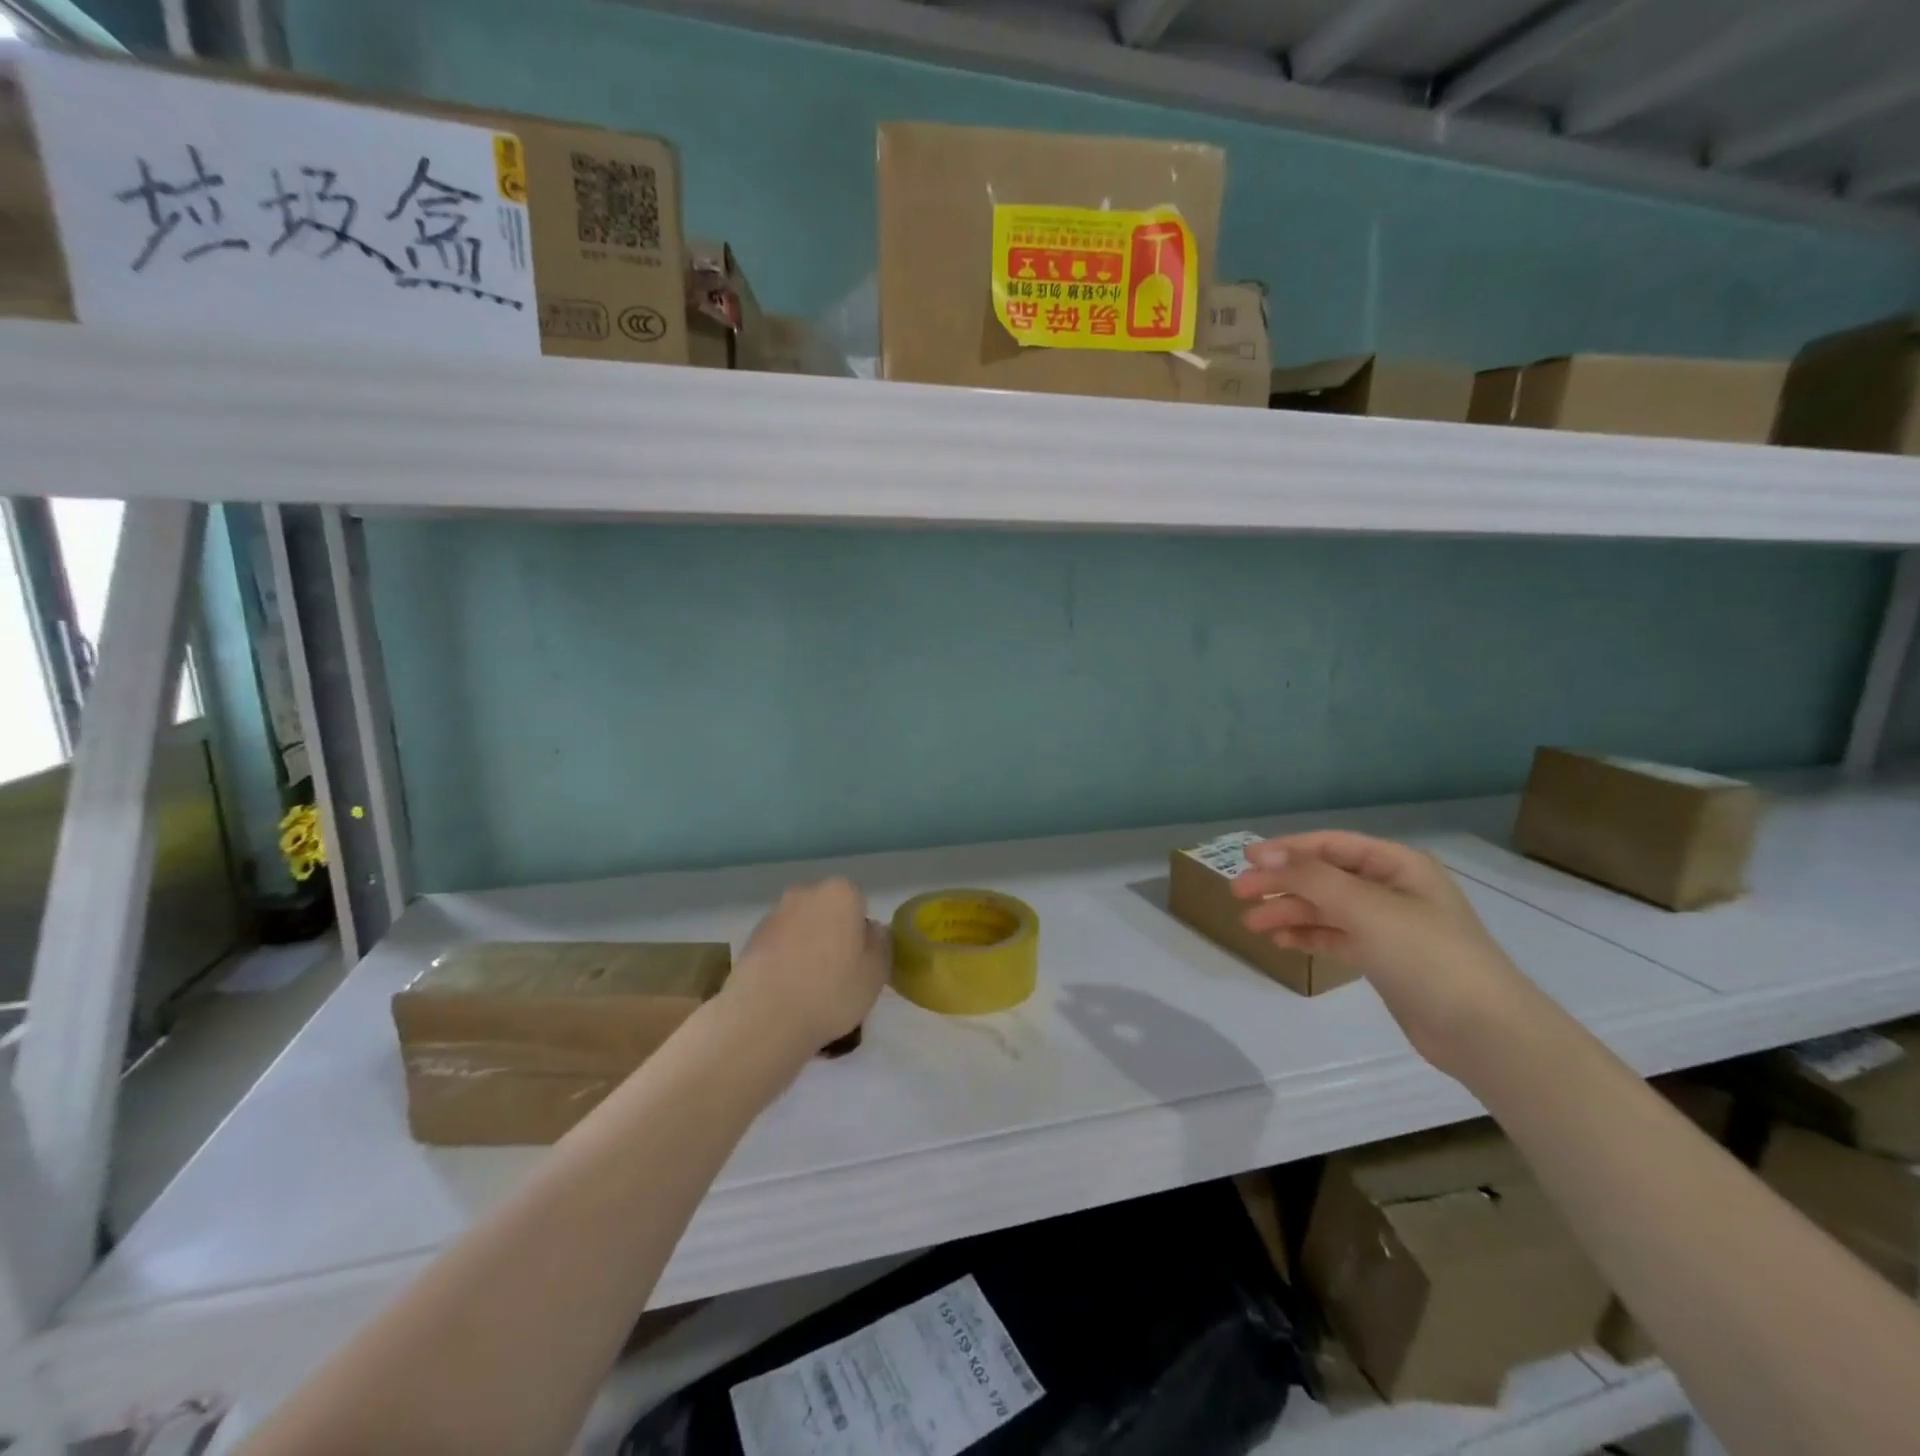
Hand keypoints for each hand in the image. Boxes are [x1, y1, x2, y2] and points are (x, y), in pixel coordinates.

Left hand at [724, 878, 890, 1057]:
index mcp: (840, 893)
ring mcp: (773, 915)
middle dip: (832, 933)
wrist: (764, 1018)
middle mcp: (804, 893)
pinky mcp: (750, 940)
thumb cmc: (831, 991)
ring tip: (808, 988)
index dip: (860, 931)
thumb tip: (870, 930)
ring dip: (806, 946)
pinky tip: (786, 992)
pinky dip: (784, 960)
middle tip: (837, 973)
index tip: (860, 960)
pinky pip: (778, 946)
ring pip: (801, 927)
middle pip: (827, 910)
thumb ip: (881, 942)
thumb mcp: (877, 972)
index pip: (858, 901)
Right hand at [1230, 831, 1535, 1073]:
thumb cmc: (1427, 956)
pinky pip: (1336, 937)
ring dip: (1289, 912)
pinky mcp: (1384, 958)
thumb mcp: (1366, 907)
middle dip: (1282, 883)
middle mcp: (1392, 889)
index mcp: (1398, 865)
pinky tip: (1281, 941)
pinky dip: (1308, 936)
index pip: (1331, 845)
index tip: (1245, 859)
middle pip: (1324, 876)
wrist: (1484, 1033)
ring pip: (1326, 908)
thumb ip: (1311, 877)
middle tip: (1239, 894)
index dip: (1286, 849)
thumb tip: (1263, 854)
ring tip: (1252, 924)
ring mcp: (1389, 925)